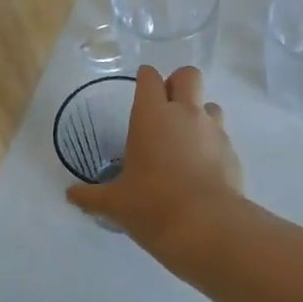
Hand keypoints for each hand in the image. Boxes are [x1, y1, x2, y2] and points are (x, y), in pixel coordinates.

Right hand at [66, 65, 242, 265]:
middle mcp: (185, 113)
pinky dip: (212, 144)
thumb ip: (91, 196)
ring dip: (199, 113)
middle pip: (188, 75)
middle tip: (166, 108)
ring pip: (210, 104)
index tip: (140, 88)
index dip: (145, 79)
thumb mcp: (115, 203)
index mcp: (151, 116)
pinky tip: (202, 169)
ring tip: (186, 140)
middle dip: (178, 83)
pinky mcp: (232, 151)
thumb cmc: (152, 206)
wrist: (207, 226)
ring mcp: (213, 130)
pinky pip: (222, 135)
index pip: (149, 78)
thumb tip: (70, 196)